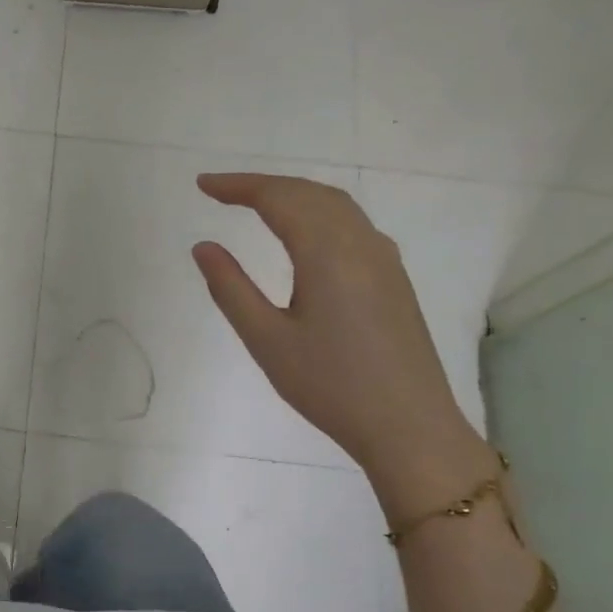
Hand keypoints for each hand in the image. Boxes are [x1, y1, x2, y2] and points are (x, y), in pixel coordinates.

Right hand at [191, 173, 493, 519]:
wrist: (409, 426)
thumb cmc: (330, 386)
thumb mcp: (267, 341)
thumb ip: (231, 288)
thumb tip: (203, 246)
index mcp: (327, 254)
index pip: (278, 199)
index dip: (238, 186)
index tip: (202, 185)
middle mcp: (361, 243)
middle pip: (309, 193)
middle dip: (263, 185)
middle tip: (221, 191)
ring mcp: (384, 259)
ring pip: (336, 205)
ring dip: (294, 194)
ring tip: (257, 203)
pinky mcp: (393, 278)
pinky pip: (353, 224)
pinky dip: (318, 212)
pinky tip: (306, 232)